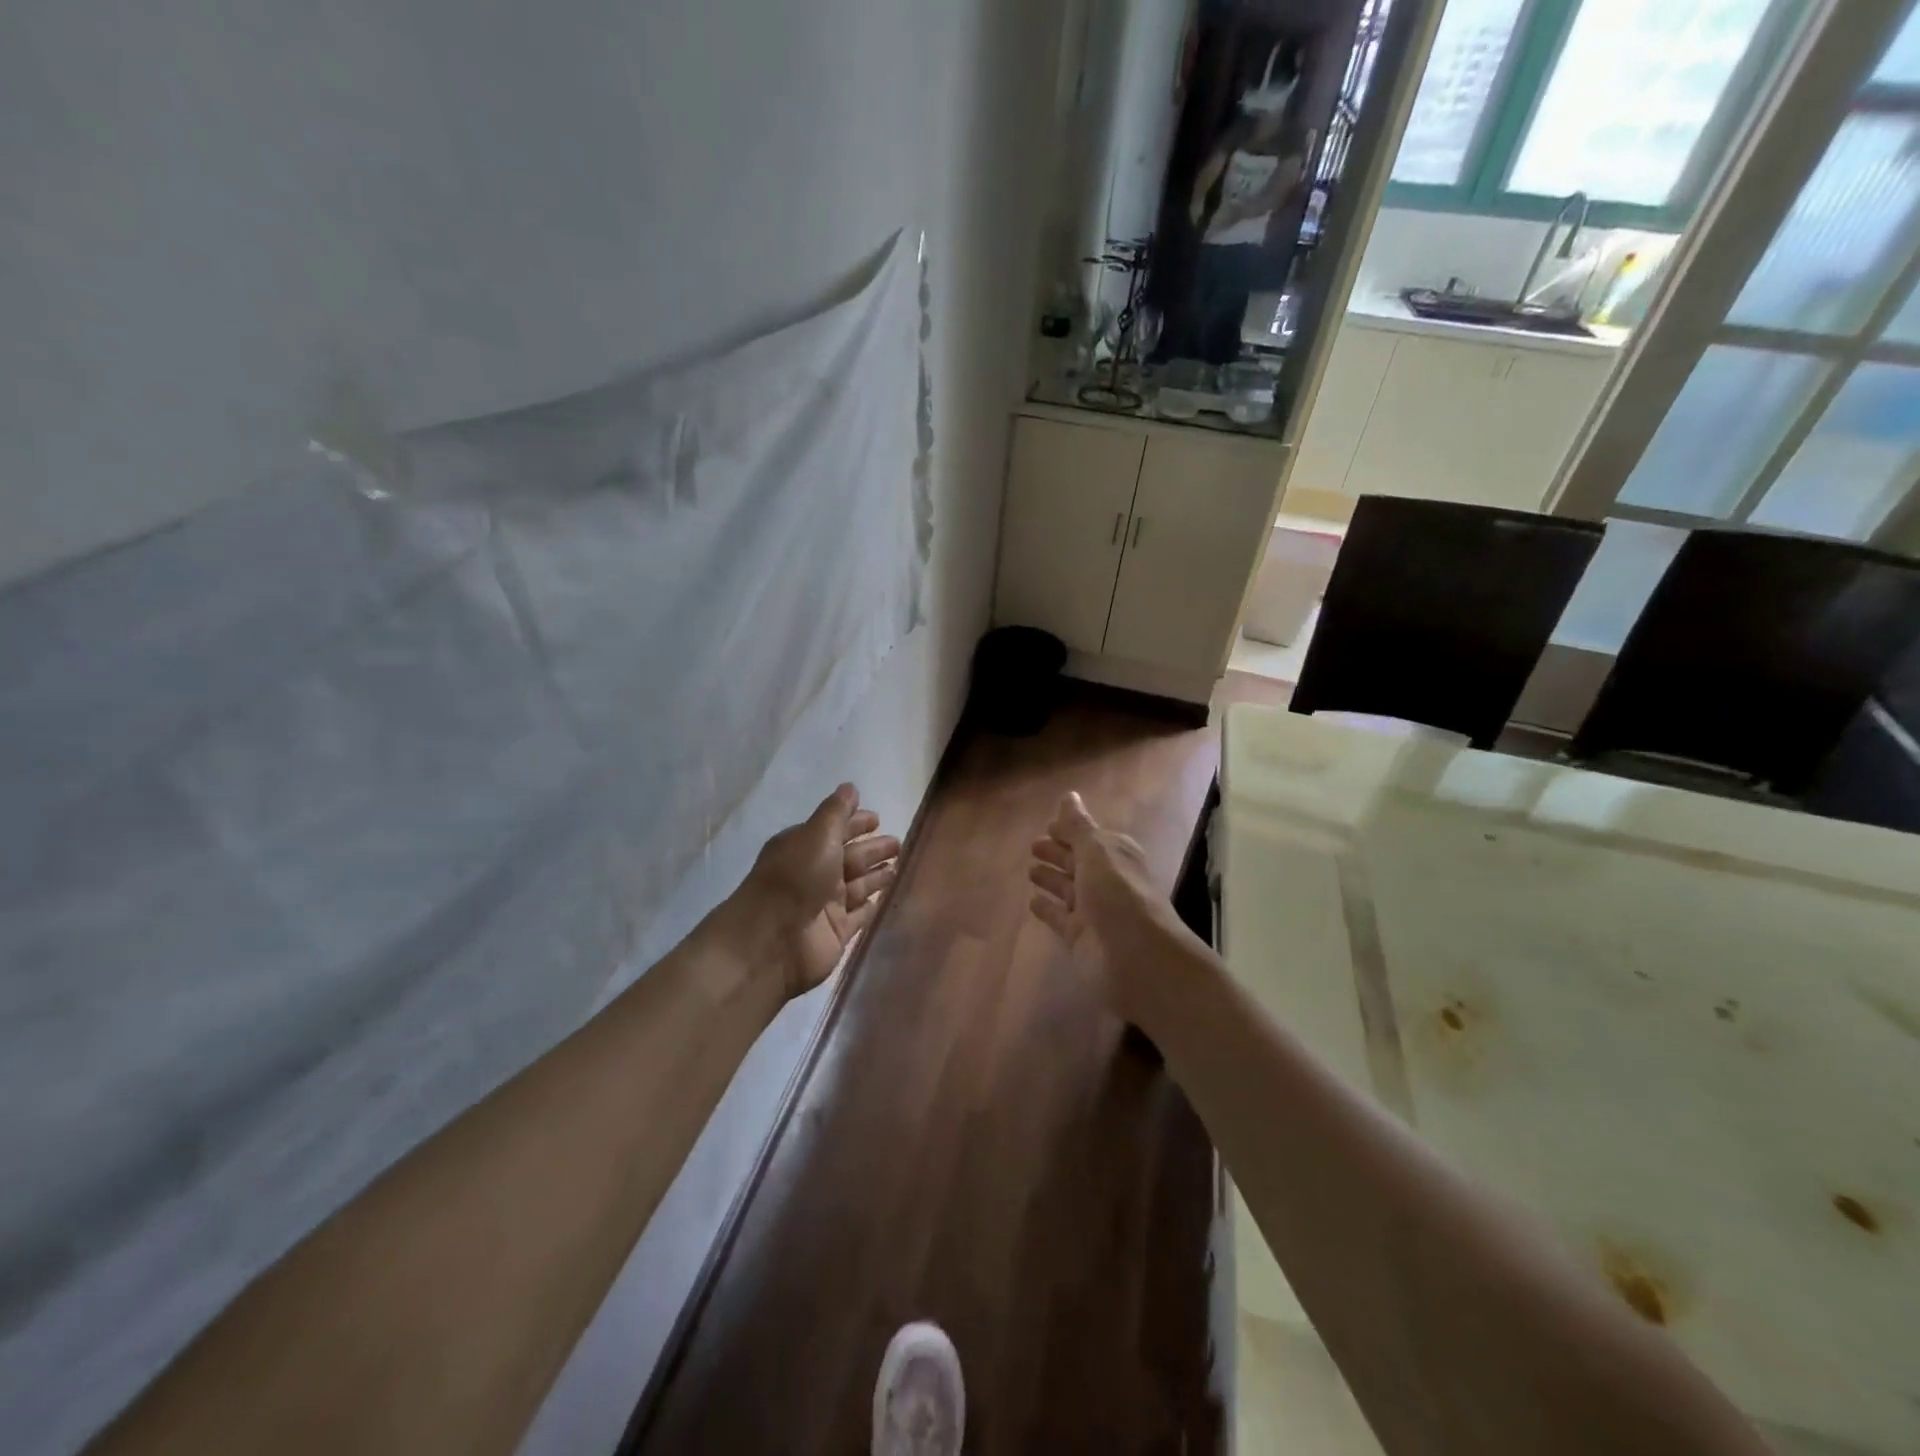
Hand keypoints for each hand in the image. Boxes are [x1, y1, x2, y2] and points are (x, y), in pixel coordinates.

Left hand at [738, 784, 899, 997]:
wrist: (771, 941)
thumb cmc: (795, 878)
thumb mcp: (817, 834)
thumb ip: (836, 812)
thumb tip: (851, 787)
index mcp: (804, 847)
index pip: (835, 830)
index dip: (855, 823)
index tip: (878, 818)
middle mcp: (814, 873)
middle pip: (850, 857)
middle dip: (872, 849)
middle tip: (898, 842)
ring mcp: (826, 905)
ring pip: (858, 885)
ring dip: (876, 875)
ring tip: (898, 865)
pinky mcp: (836, 932)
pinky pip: (860, 915)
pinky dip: (871, 905)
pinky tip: (885, 897)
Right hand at [1027, 792, 1180, 1022]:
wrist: (1137, 958)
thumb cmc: (1119, 894)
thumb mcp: (1097, 852)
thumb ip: (1078, 826)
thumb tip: (1069, 795)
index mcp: (1115, 855)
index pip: (1090, 837)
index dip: (1071, 830)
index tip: (1049, 825)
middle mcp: (1105, 880)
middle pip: (1078, 861)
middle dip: (1058, 852)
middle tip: (1033, 846)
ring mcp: (1092, 910)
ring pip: (1067, 888)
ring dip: (1051, 878)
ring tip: (1030, 870)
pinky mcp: (1079, 936)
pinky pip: (1059, 917)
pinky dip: (1047, 908)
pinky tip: (1032, 902)